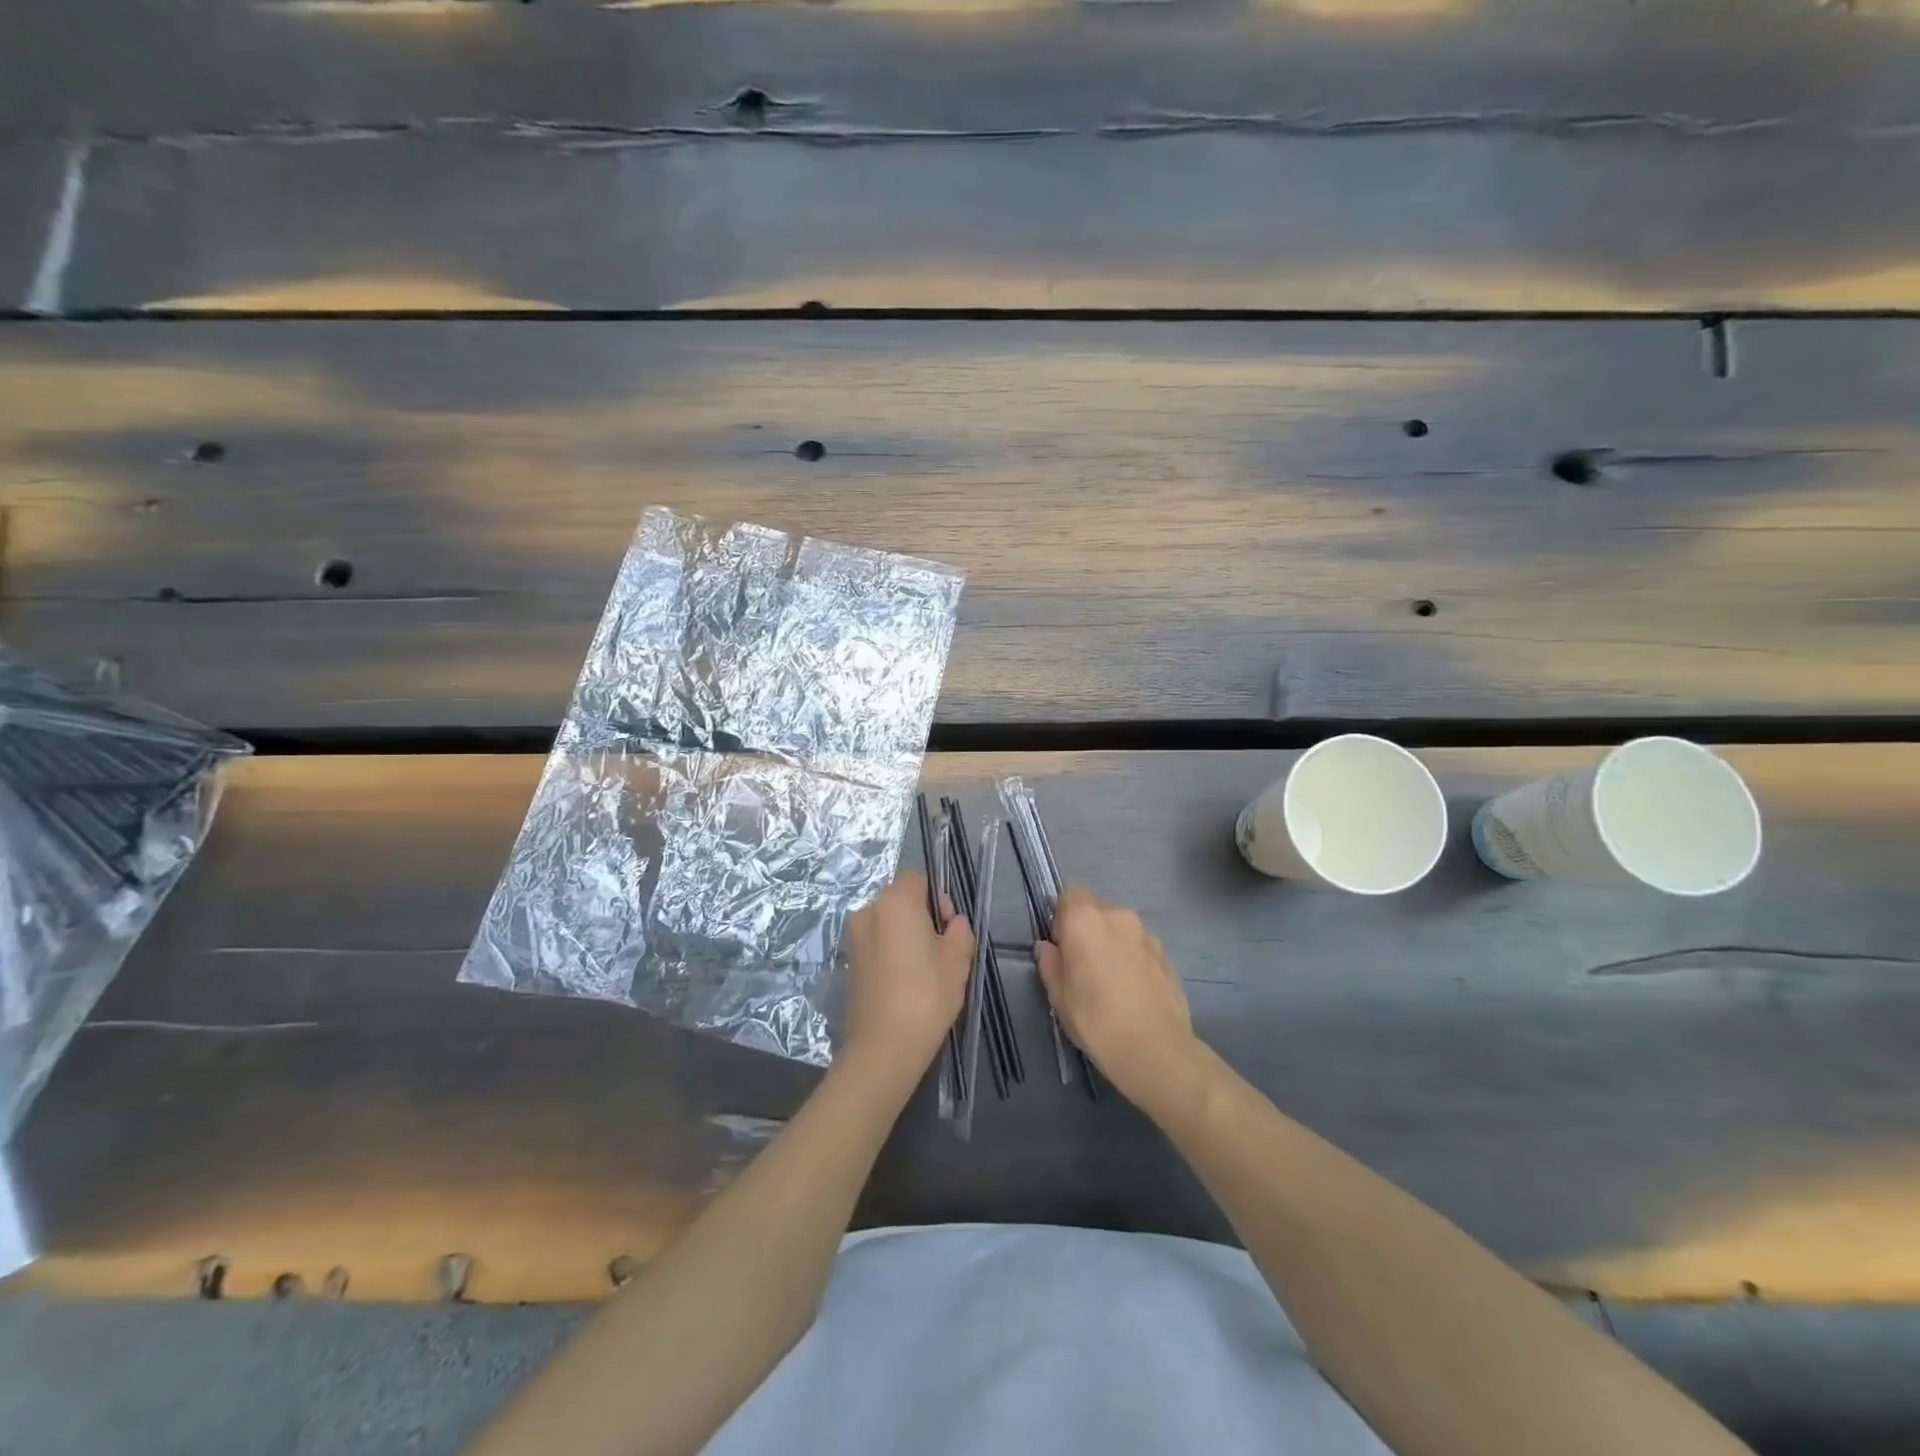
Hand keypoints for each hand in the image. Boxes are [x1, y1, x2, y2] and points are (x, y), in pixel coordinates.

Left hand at [842, 872, 974, 1084]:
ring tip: (923, 967)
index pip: (917, 878)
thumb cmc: (926, 996)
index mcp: (895, 902)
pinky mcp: (850, 960)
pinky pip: (876, 941)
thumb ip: (960, 929)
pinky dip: (891, 950)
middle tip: (940, 947)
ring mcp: (854, 936)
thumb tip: (952, 922)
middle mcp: (868, 911)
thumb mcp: (958, 959)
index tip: (948, 925)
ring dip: (905, 933)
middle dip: (922, 914)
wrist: (884, 1047)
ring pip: (887, 921)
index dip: (938, 896)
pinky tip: (905, 979)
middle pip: (900, 898)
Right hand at [1037, 886, 1200, 1114]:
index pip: (1070, 894)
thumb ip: (1050, 964)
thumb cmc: (1096, 1020)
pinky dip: (1133, 959)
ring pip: (1121, 929)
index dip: (1062, 917)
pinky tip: (1132, 992)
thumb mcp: (1059, 996)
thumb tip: (1048, 947)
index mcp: (1086, 920)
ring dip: (1113, 944)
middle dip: (1088, 930)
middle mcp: (1118, 916)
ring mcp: (1147, 935)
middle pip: (1097, 910)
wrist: (1157, 1050)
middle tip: (1083, 967)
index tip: (1061, 946)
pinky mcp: (1167, 956)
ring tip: (1111, 982)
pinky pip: (1140, 947)